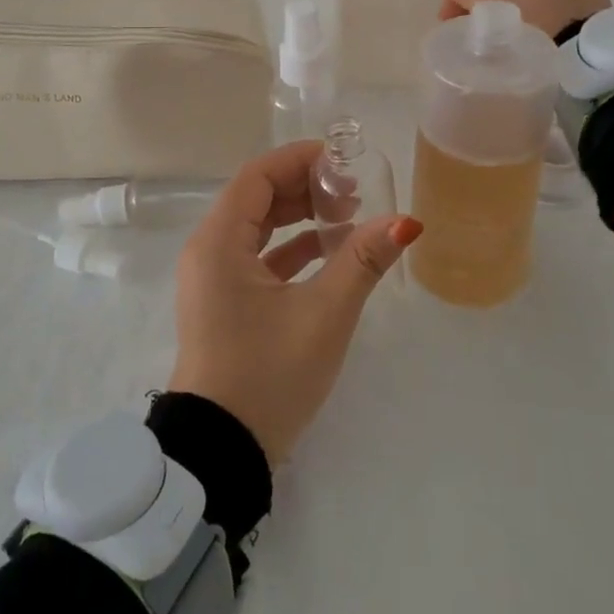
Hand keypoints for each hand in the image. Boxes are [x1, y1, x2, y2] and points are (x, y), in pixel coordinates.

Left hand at [168, 142, 420, 464]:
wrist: (222, 453)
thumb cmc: (268, 373)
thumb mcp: (323, 314)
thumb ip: (362, 261)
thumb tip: (404, 221)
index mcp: (219, 241)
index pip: (258, 176)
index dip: (300, 160)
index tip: (343, 161)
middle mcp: (209, 251)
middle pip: (257, 198)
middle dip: (305, 188)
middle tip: (353, 193)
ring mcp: (214, 279)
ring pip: (259, 228)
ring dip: (301, 218)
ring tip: (349, 220)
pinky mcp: (224, 303)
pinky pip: (258, 258)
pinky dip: (292, 250)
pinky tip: (331, 255)